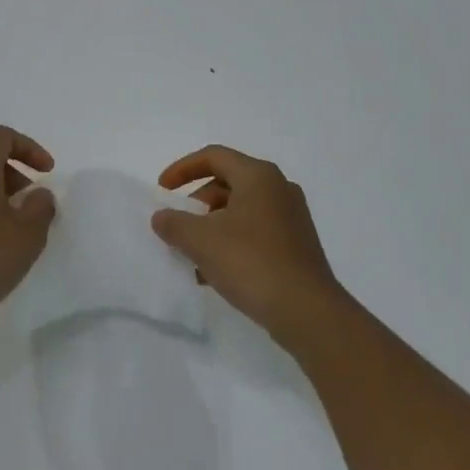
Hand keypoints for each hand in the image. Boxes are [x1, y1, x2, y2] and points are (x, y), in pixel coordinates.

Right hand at [152, 145, 347, 353]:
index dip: (182, 169)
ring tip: (192, 257)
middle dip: (196, 204)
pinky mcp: (296, 246)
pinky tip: (214, 274)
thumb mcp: (201, 241)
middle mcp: (278, 189)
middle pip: (227, 183)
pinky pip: (255, 233)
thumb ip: (174, 223)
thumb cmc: (251, 262)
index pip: (214, 156)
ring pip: (240, 211)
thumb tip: (162, 216)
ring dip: (211, 228)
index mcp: (258, 176)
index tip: (162, 191)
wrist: (307, 312)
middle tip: (178, 227)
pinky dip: (231, 243)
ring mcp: (291, 218)